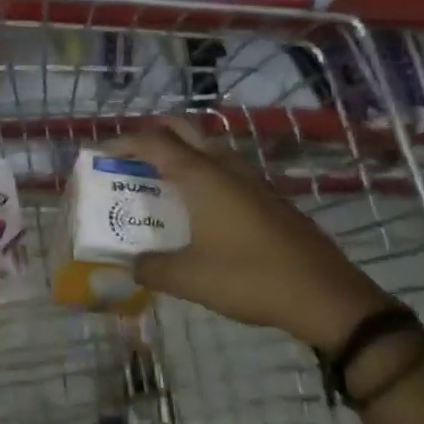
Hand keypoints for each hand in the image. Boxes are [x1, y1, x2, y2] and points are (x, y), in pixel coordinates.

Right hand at [107, 119, 389, 351]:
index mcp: (200, 176)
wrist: (325, 294)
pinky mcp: (268, 195)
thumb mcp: (189, 279)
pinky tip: (200, 205)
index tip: (98, 154)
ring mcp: (250, 178)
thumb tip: (130, 265)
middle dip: (151, 134)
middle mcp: (223, 166)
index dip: (121, 143)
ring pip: (207, 146)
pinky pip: (225, 167)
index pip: (151, 141)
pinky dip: (203, 171)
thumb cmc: (249, 278)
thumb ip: (151, 268)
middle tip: (130, 157)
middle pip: (181, 129)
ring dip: (180, 152)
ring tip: (160, 179)